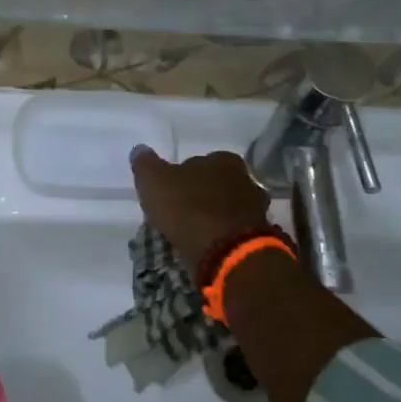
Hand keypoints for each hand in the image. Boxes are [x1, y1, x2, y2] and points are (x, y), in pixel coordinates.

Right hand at [130, 146, 270, 275]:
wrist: (228, 252)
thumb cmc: (189, 209)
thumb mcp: (154, 182)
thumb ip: (145, 164)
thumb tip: (140, 150)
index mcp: (222, 160)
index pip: (198, 162)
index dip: (182, 176)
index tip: (170, 192)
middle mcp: (245, 178)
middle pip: (217, 184)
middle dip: (202, 195)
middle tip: (181, 212)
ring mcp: (257, 208)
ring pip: (228, 207)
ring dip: (214, 216)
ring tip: (195, 232)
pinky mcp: (260, 236)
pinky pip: (235, 230)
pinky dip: (223, 235)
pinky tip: (209, 246)